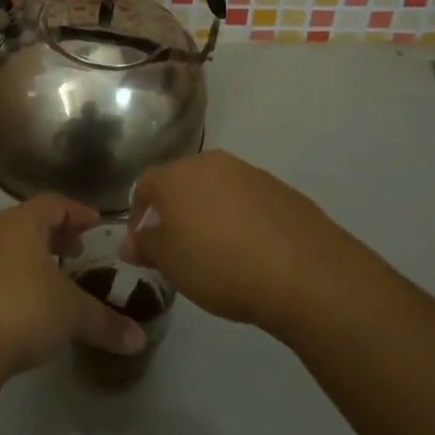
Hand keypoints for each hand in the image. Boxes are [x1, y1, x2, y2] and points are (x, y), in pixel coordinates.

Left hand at [0, 195, 146, 376]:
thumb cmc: (21, 311)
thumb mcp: (72, 317)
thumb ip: (105, 324)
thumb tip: (139, 338)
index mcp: (19, 224)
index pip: (53, 204)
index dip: (76, 211)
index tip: (94, 222)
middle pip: (19, 224)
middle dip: (46, 237)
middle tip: (68, 253)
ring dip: (11, 261)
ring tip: (31, 284)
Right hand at [123, 151, 348, 335]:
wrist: (303, 271)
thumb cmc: (220, 266)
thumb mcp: (172, 265)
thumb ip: (147, 247)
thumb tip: (132, 242)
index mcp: (175, 176)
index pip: (144, 185)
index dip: (138, 214)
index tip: (144, 245)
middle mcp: (209, 163)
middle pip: (181, 181)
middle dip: (175, 211)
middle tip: (178, 247)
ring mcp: (247, 172)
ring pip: (215, 188)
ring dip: (208, 212)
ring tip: (216, 250)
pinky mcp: (278, 187)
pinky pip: (246, 199)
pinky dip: (240, 217)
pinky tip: (250, 249)